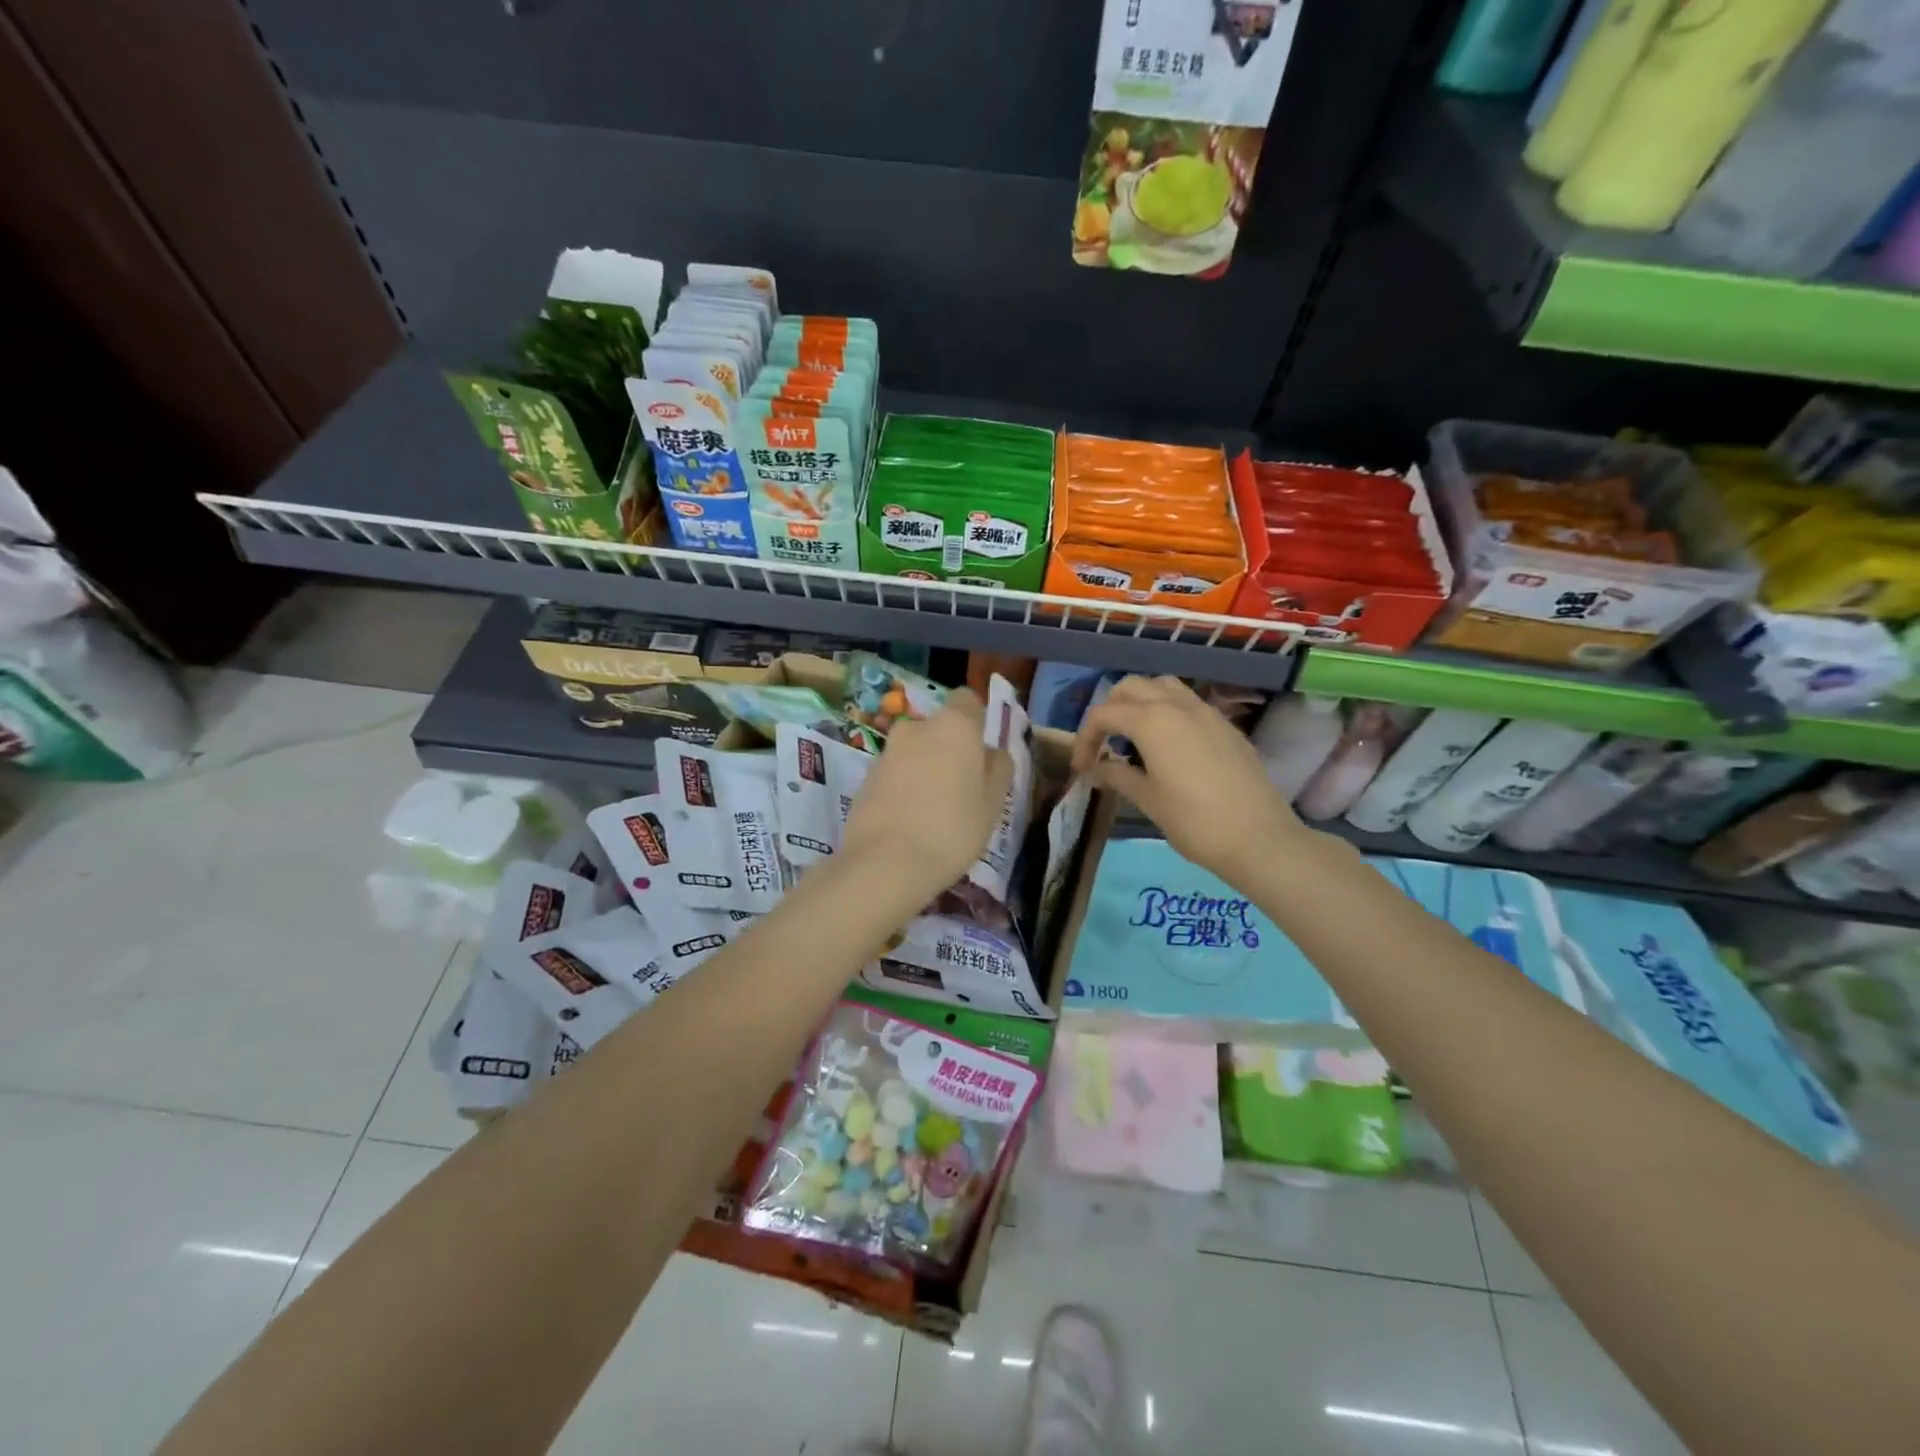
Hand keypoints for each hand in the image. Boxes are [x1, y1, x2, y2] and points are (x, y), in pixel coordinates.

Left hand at [842, 688, 1013, 899]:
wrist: (885, 863)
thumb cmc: (952, 829)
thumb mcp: (993, 804)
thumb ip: (998, 769)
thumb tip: (991, 752)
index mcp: (953, 726)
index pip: (967, 701)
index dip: (977, 721)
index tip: (982, 753)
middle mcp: (916, 728)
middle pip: (939, 730)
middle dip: (950, 751)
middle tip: (963, 790)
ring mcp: (886, 753)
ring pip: (915, 753)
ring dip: (925, 771)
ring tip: (935, 814)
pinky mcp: (865, 779)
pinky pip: (895, 775)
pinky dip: (904, 789)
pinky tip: (911, 823)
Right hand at [1071, 675, 1306, 888]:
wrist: (1259, 837)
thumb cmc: (1194, 821)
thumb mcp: (1147, 800)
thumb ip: (1116, 776)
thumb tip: (1094, 769)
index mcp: (1152, 721)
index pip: (1104, 714)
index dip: (1085, 738)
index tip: (1082, 768)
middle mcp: (1177, 705)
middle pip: (1131, 688)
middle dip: (1109, 710)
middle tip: (1104, 744)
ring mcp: (1206, 712)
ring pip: (1162, 686)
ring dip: (1140, 702)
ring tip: (1134, 736)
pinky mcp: (1225, 725)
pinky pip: (1187, 703)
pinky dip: (1167, 711)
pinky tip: (1168, 746)